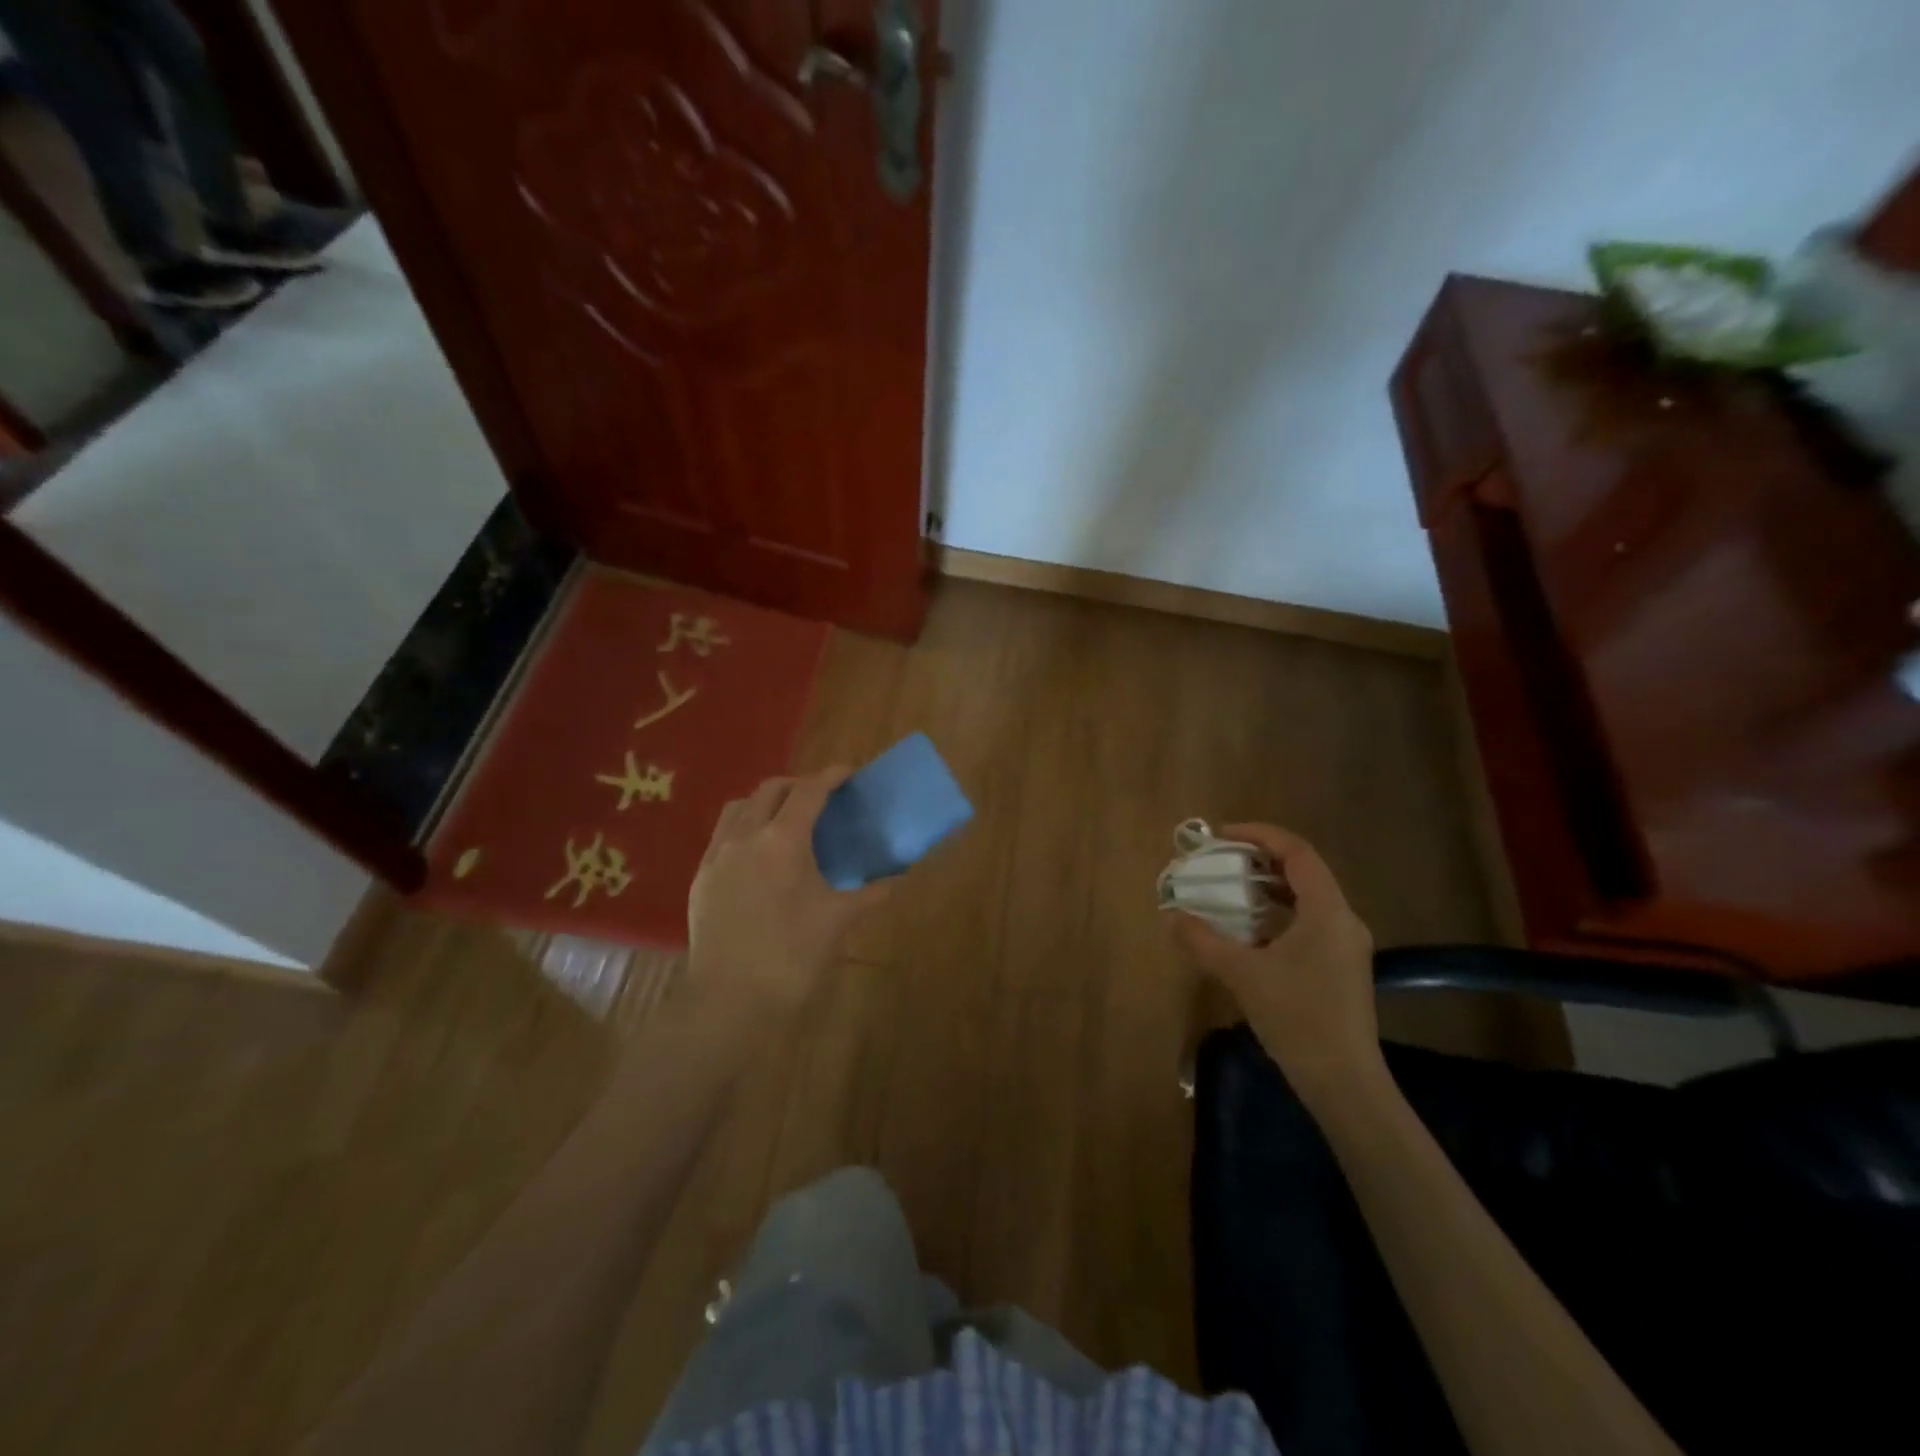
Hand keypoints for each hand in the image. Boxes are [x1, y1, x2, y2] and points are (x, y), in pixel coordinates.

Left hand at [686, 768, 889, 1025]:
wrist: (728, 1001)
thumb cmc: (791, 957)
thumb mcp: (837, 921)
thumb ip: (869, 894)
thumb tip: (895, 879)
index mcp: (783, 840)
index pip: (808, 791)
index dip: (830, 776)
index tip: (848, 773)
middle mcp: (745, 836)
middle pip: (771, 790)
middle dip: (798, 785)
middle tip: (822, 799)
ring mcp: (717, 855)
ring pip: (740, 807)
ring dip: (766, 801)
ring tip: (786, 818)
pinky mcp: (700, 877)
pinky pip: (722, 834)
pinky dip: (744, 826)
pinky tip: (757, 851)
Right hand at [1173, 823, 1381, 1103]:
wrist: (1343, 1081)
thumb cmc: (1296, 1017)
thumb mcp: (1241, 974)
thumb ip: (1203, 940)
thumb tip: (1172, 915)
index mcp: (1327, 912)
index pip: (1297, 852)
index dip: (1260, 835)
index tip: (1223, 835)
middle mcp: (1343, 920)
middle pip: (1303, 872)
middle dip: (1260, 860)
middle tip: (1222, 860)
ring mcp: (1346, 945)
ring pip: (1306, 899)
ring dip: (1268, 888)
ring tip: (1230, 890)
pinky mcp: (1341, 967)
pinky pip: (1308, 922)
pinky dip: (1278, 914)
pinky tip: (1250, 931)